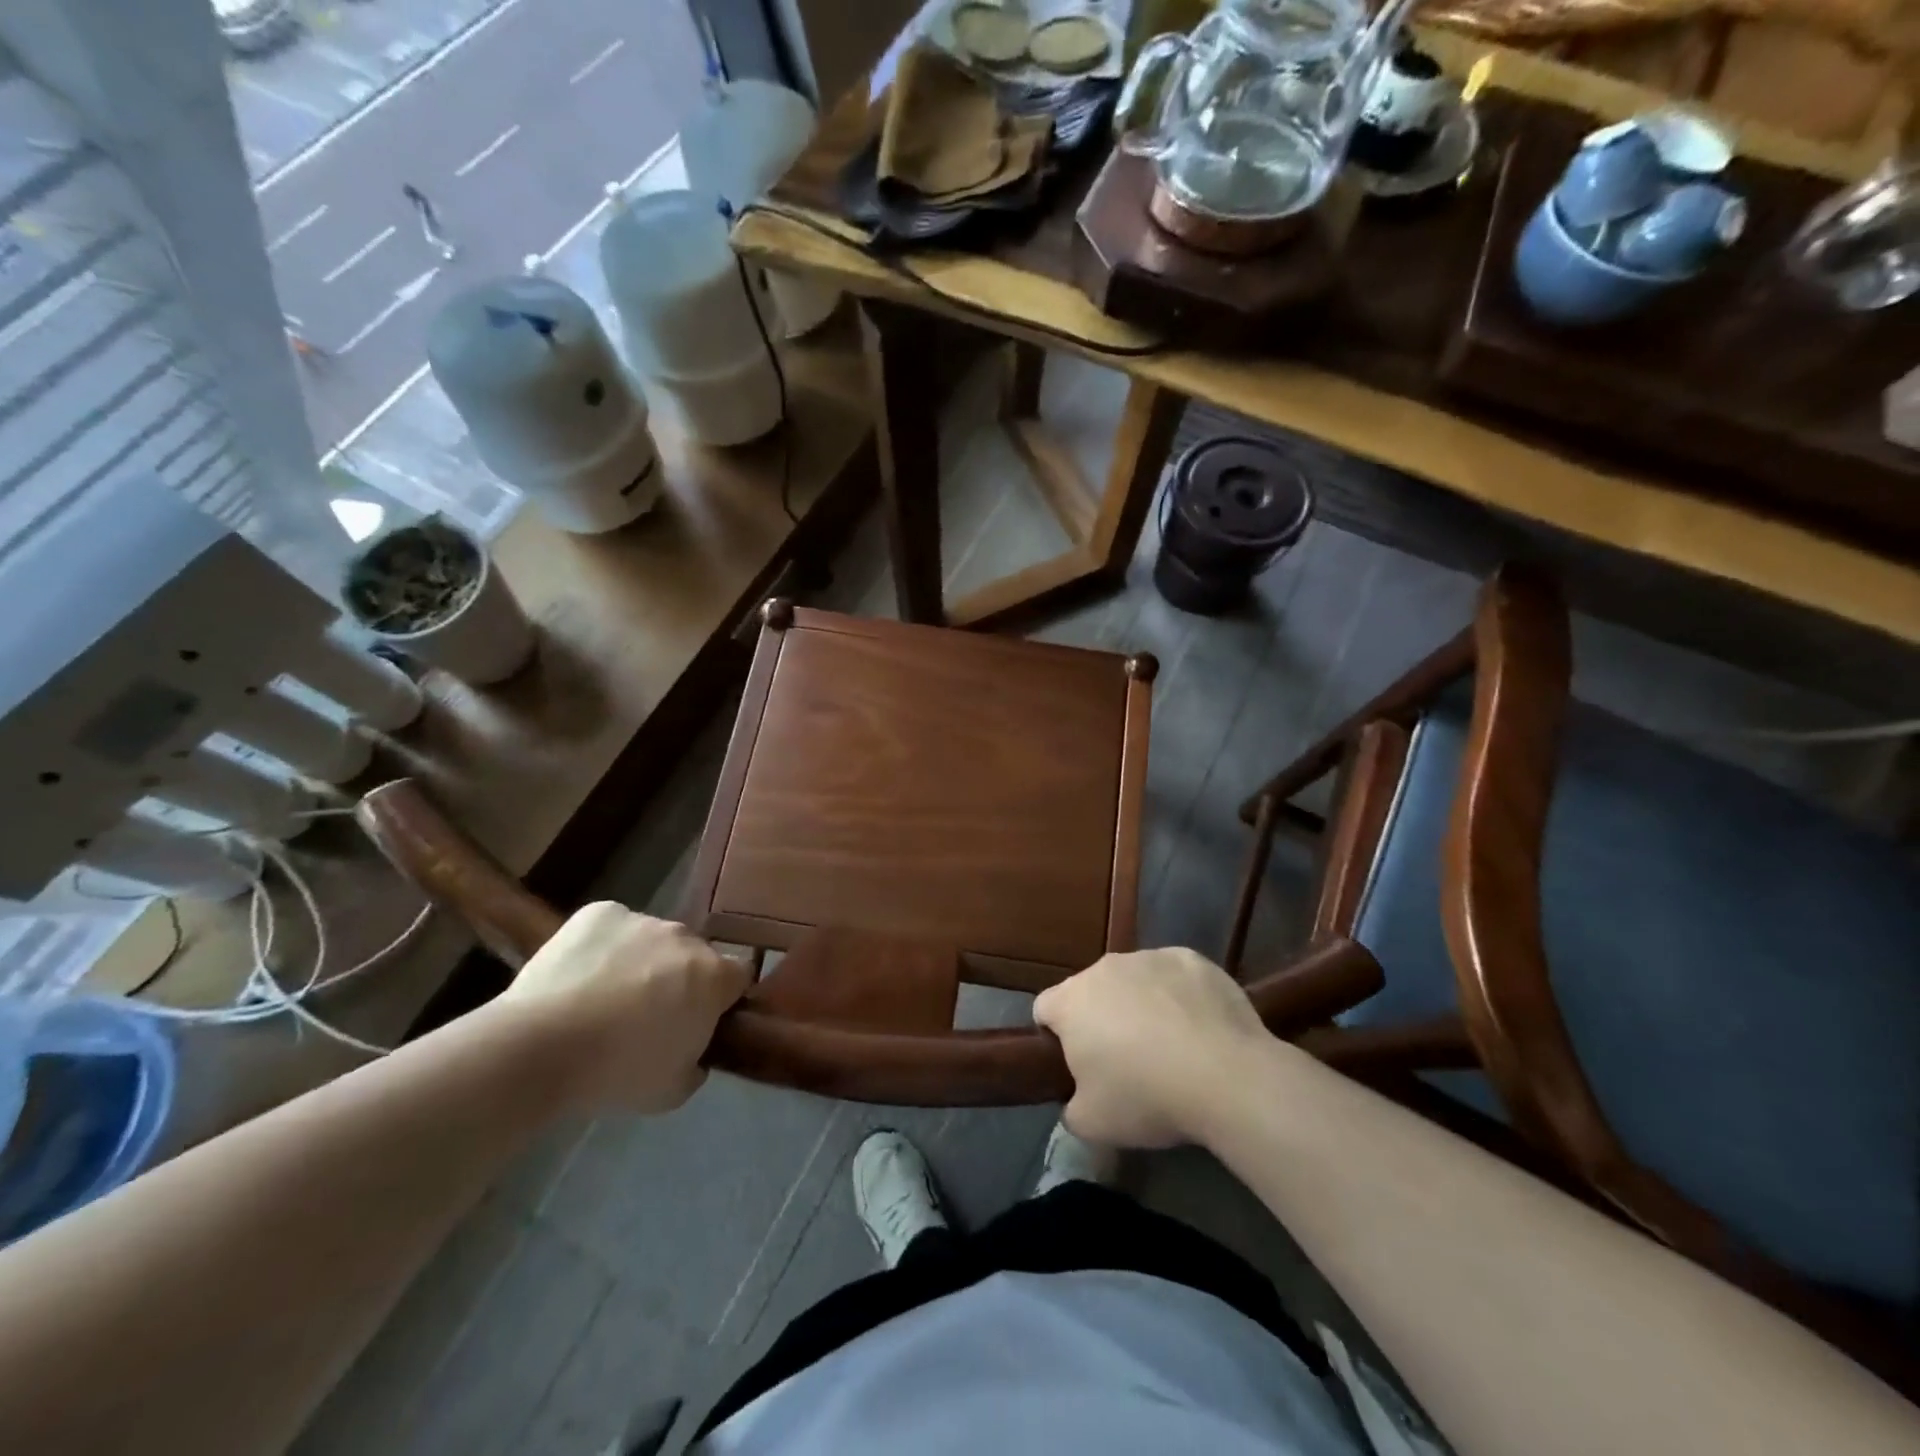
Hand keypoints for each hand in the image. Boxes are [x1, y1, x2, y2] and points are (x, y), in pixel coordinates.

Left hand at [500, 903, 751, 1113]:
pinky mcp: (600, 912)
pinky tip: (580, 976)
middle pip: (694, 955)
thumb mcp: (672, 1090)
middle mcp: (685, 937)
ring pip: (652, 940)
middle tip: (648, 1015)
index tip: (701, 1020)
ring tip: (603, 998)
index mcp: (713, 976)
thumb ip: (696, 1063)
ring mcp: (642, 919)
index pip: (739, 976)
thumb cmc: (616, 1073)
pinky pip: (614, 927)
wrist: (539, 1047)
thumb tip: (694, 1052)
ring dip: (642, 962)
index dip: (723, 998)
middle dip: (680, 978)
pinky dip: (604, 947)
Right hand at [1033, 948, 1266, 1148]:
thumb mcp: (1092, 1124)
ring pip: (1134, 980)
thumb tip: (1079, 1099)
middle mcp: (1104, 968)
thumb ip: (1071, 1106)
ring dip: (1141, 1004)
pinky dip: (1180, 996)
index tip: (1077, 1064)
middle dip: (1101, 1019)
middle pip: (1091, 991)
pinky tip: (1201, 1029)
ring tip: (1171, 1046)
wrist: (1226, 1075)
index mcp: (1071, 1001)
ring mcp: (1150, 957)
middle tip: (1126, 1062)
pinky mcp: (1191, 958)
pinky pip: (1174, 976)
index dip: (1055, 1037)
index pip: (1044, 1009)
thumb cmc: (1146, 1097)